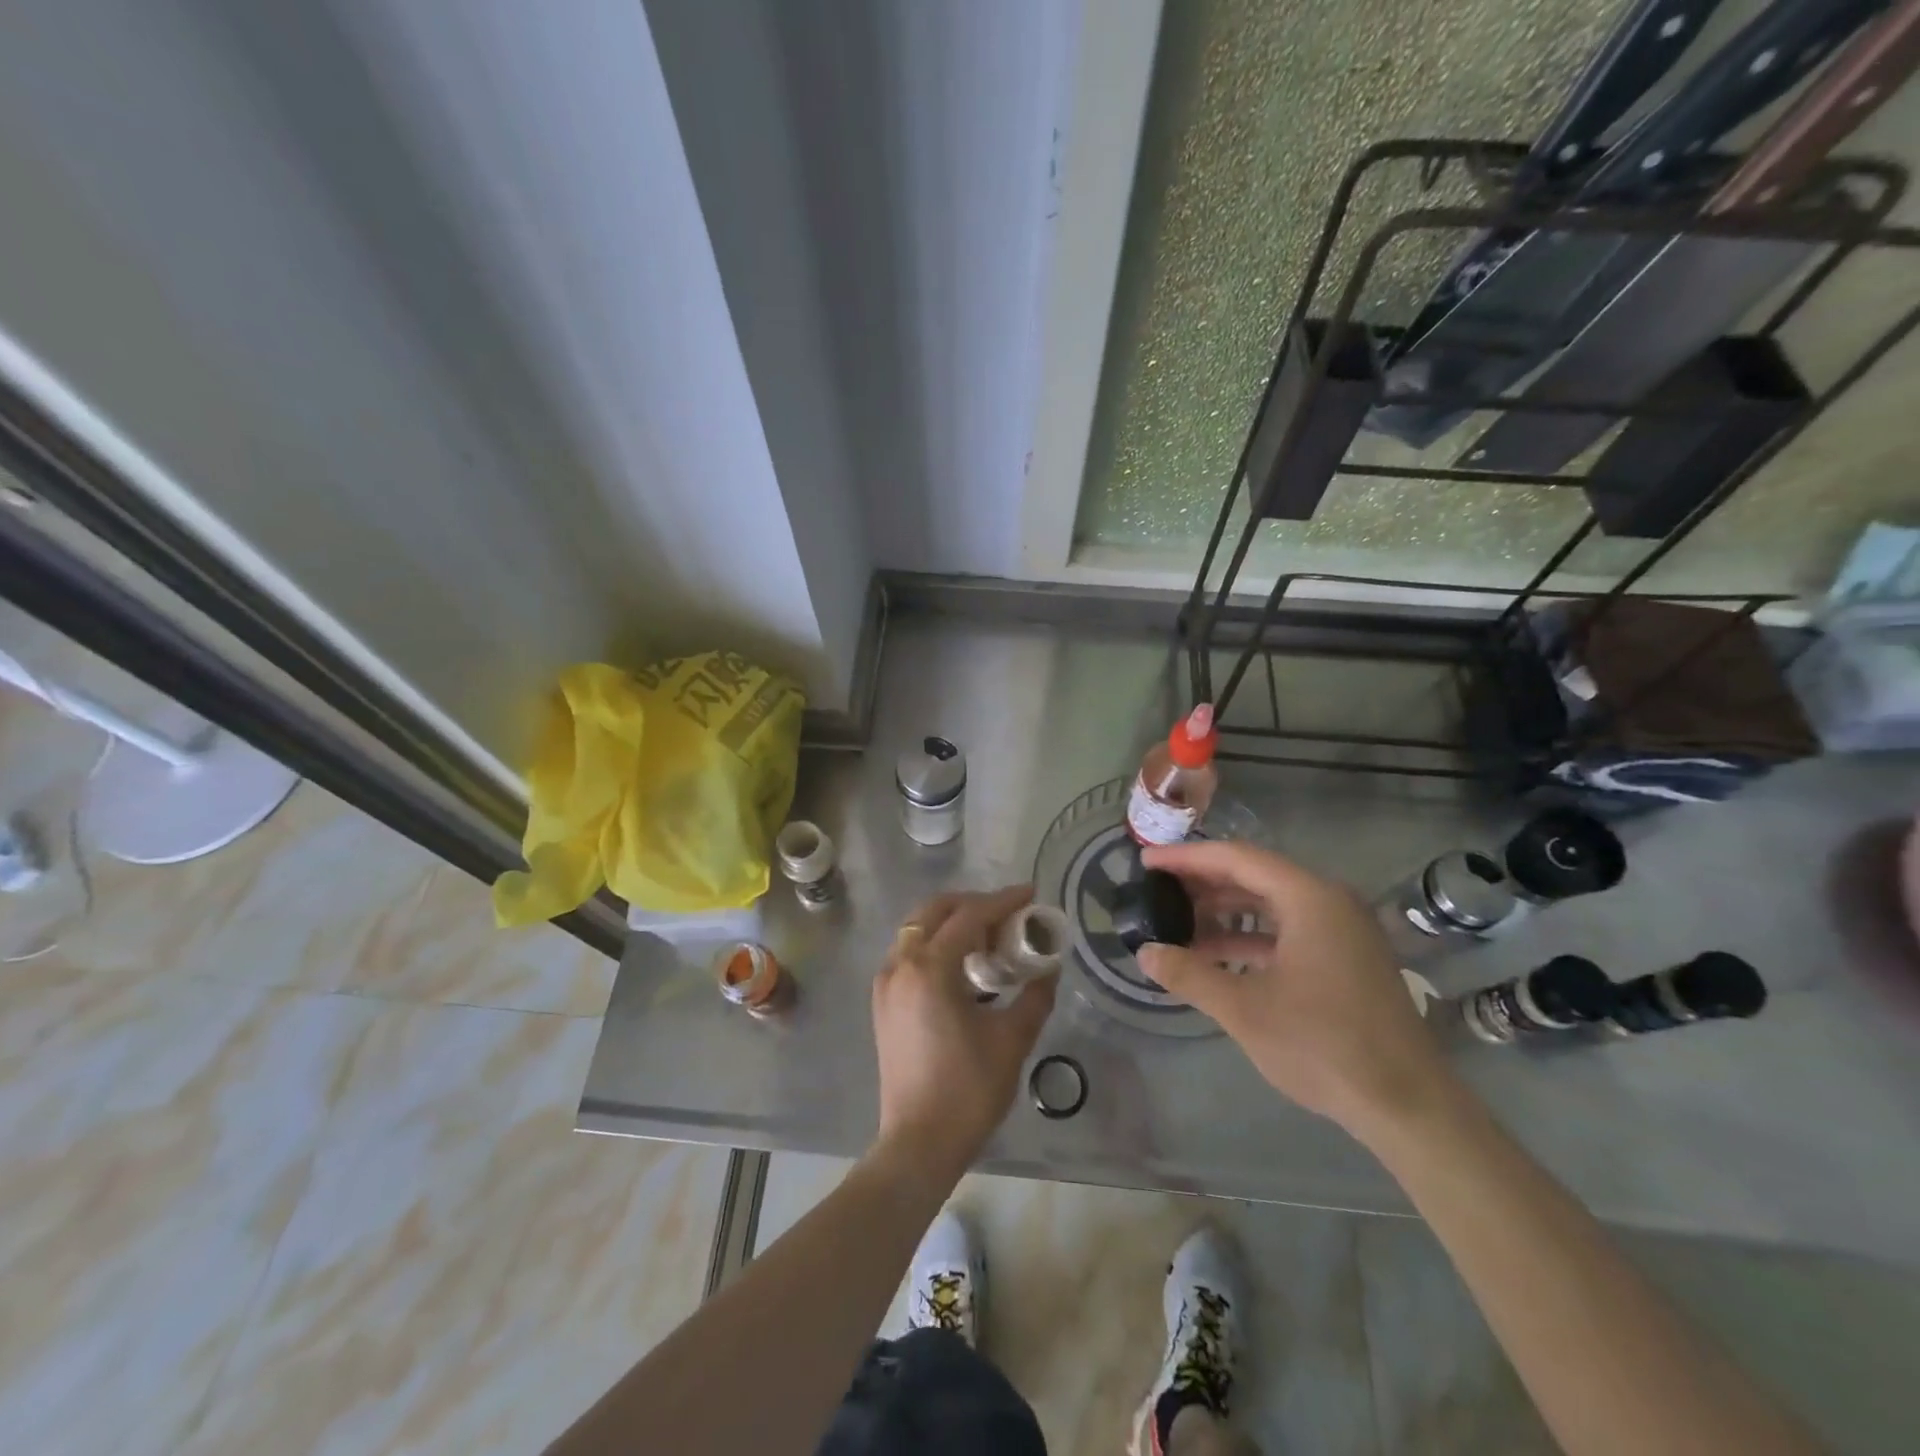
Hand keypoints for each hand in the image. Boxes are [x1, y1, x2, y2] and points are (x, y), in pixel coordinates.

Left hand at [871, 885, 1056, 1178]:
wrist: (918, 1143)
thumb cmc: (968, 1090)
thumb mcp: (1012, 1040)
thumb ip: (1034, 996)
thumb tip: (1049, 968)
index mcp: (930, 969)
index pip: (969, 916)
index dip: (1002, 901)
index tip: (1030, 894)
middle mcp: (901, 964)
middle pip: (935, 911)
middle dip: (973, 904)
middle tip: (1008, 915)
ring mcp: (886, 982)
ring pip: (918, 929)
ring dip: (952, 922)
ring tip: (988, 939)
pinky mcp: (882, 1001)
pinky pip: (909, 952)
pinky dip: (934, 944)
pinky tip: (961, 966)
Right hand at [1137, 841, 1458, 1142]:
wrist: (1408, 1106)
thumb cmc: (1323, 1046)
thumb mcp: (1244, 1010)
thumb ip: (1189, 974)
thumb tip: (1145, 953)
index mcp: (1309, 898)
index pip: (1236, 858)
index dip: (1187, 858)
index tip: (1147, 862)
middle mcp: (1329, 902)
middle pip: (1255, 875)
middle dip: (1204, 882)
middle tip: (1158, 889)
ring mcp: (1342, 930)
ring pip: (1272, 904)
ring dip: (1225, 911)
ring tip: (1179, 921)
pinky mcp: (1346, 958)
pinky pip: (1289, 929)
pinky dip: (1250, 937)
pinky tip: (1216, 955)